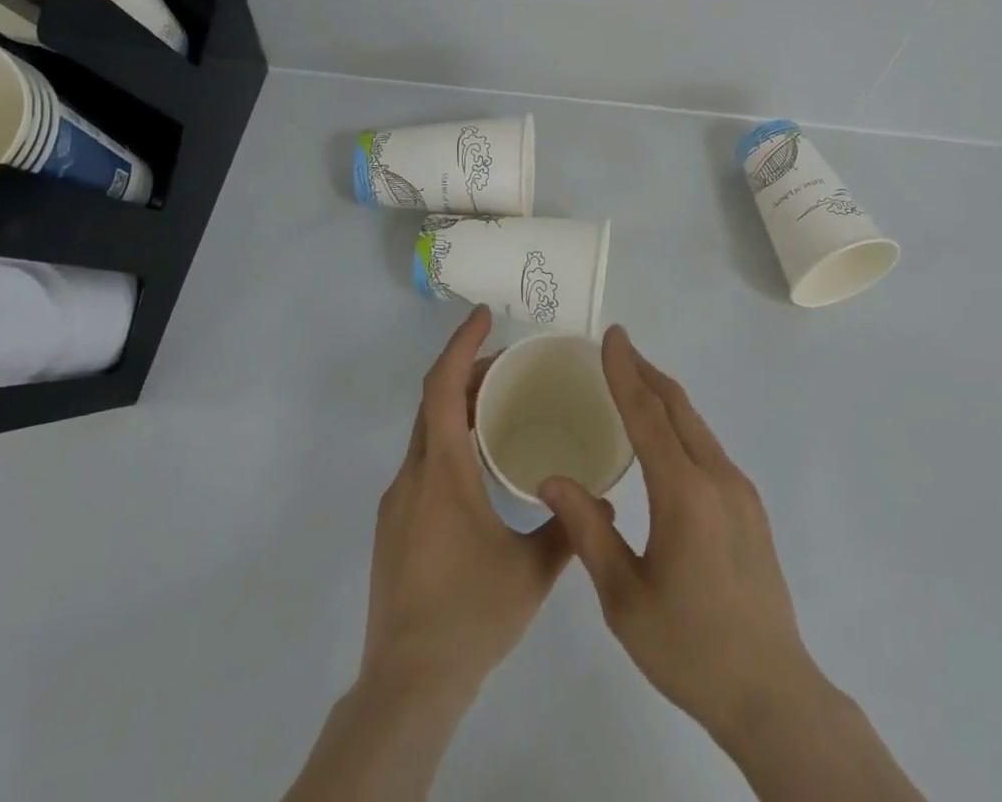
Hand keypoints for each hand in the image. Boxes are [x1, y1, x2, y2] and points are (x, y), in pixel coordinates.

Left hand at [361, 306, 582, 700]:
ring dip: (457, 408)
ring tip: (500, 406)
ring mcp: (397, 502)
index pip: (443, 388)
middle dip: (466, 371)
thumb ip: (570, 530)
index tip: (483, 316)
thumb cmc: (470, 616)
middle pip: (433, 403)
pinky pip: (422, 462)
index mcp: (442, 473)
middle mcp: (413, 477)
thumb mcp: (531, 571)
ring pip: (425, 433)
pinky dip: (448, 441)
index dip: (461, 345)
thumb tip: (607, 503)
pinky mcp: (394, 526)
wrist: (407, 685)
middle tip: (508, 361)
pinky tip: (478, 467)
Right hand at [539, 326, 818, 737]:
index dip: (625, 372)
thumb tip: (552, 479)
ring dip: (664, 397)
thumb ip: (589, 532)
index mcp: (684, 494)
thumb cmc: (689, 649)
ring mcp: (740, 490)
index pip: (648, 415)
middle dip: (645, 372)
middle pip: (677, 407)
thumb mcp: (624, 599)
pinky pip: (709, 447)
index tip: (612, 336)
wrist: (772, 693)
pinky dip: (681, 425)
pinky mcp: (750, 506)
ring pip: (696, 425)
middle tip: (617, 349)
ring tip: (633, 384)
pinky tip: (664, 440)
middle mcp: (718, 477)